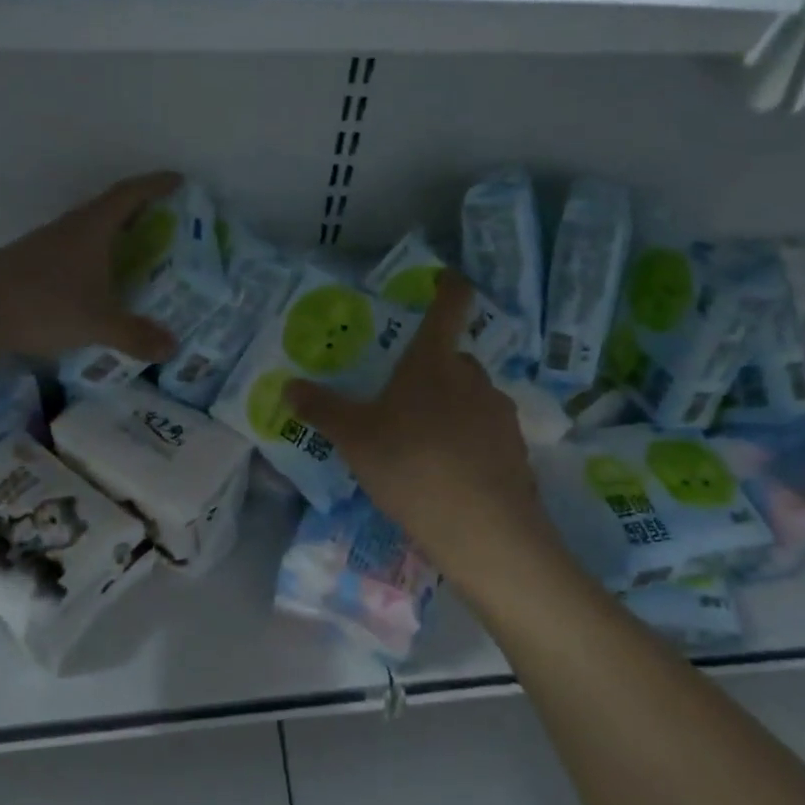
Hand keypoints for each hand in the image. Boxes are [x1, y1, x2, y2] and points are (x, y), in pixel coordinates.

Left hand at [0, 173, 185, 361]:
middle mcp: (69, 229)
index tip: (179, 181)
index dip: (156, 185)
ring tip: (139, 259)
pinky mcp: (29, 266)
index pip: (129, 195)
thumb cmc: (42, 305)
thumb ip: (136, 335)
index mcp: (91, 228)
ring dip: (114, 240)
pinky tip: (99, 286)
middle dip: (141, 215)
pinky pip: (73, 255)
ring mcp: (45, 246)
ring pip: (89, 234)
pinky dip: (94, 262)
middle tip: (168, 227)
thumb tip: (173, 347)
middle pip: (110, 211)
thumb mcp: (97, 323)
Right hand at [284, 272, 559, 586]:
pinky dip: (471, 441)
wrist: (479, 526)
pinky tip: (452, 472)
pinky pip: (487, 433)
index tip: (447, 279)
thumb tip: (288, 385)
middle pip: (454, 358)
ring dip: (452, 408)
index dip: (449, 287)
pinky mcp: (516, 449)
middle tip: (404, 397)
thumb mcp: (354, 438)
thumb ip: (322, 409)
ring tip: (425, 443)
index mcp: (432, 363)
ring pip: (471, 398)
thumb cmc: (409, 464)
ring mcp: (499, 413)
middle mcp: (472, 378)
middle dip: (433, 369)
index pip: (449, 307)